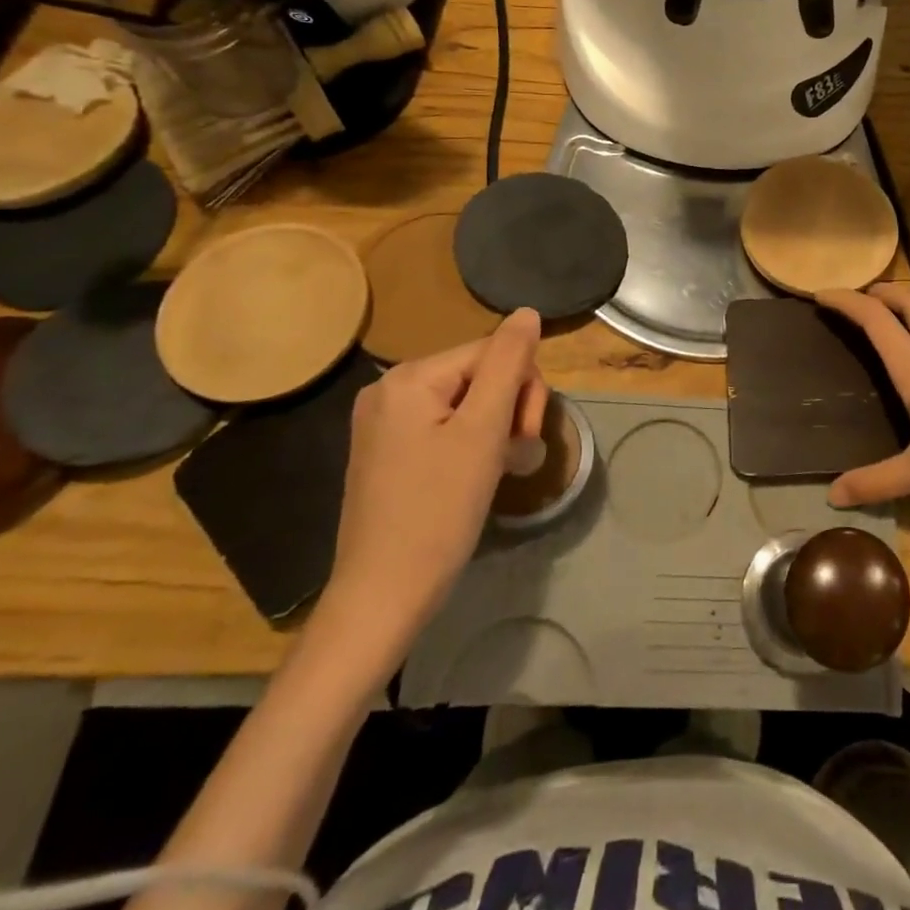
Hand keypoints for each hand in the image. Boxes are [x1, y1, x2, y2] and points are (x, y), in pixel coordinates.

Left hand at [313, 309, 547, 668]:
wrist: (382, 597)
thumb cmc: (439, 511)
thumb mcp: (484, 431)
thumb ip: (508, 363)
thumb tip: (527, 312)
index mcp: (410, 377)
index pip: (492, 352)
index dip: (523, 388)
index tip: (526, 436)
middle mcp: (389, 389)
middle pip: (479, 374)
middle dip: (509, 408)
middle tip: (514, 454)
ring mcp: (383, 422)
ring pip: (467, 402)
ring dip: (495, 428)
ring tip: (500, 469)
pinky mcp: (386, 452)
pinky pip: (444, 425)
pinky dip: (471, 443)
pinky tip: (477, 474)